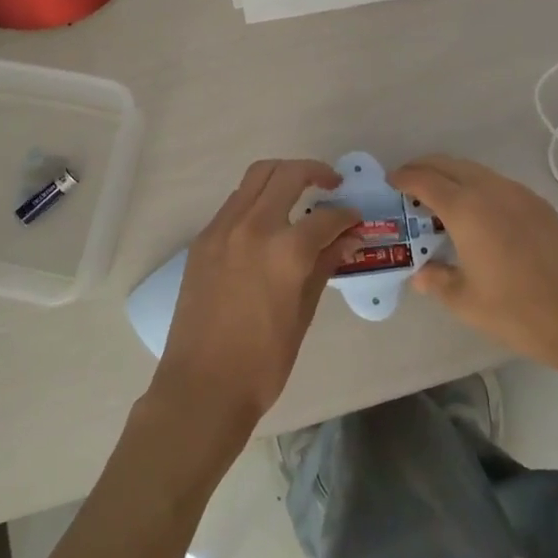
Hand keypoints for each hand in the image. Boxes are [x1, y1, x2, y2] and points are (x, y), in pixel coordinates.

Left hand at [151, 159, 361, 436]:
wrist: (202, 386)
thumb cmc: (262, 362)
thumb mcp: (303, 314)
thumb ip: (325, 266)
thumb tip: (349, 238)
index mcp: (285, 250)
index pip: (326, 217)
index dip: (347, 216)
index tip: (355, 220)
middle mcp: (252, 227)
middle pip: (286, 174)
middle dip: (314, 172)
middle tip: (331, 184)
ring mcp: (222, 229)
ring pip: (255, 178)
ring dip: (281, 177)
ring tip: (300, 193)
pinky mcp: (203, 239)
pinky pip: (234, 203)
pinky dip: (256, 199)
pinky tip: (268, 221)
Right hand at [392, 154, 557, 377]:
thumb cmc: (519, 312)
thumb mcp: (466, 302)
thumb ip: (436, 280)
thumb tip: (419, 272)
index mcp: (467, 210)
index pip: (425, 179)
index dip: (404, 177)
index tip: (391, 183)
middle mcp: (491, 190)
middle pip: (449, 164)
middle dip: (425, 169)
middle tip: (409, 187)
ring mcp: (519, 194)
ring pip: (475, 170)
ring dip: (452, 176)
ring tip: (440, 201)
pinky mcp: (539, 204)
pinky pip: (497, 183)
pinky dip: (476, 186)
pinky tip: (476, 215)